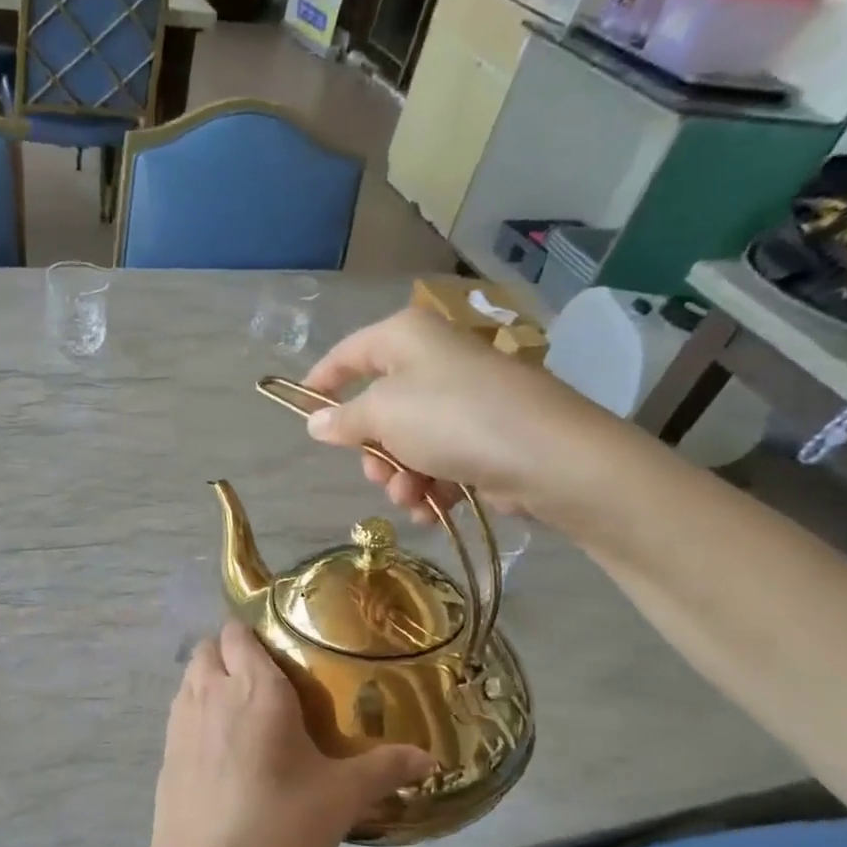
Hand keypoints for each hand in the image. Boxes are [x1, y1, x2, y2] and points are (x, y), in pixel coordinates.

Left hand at [138, 622, 433, 846]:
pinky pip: (181, 710)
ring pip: (191, 677)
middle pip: (211, 647)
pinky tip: (223, 749)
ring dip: (212, 679)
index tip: (286, 652)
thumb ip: (385, 769)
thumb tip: (429, 758)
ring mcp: (180, 721)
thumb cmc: (279, 827)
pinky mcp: (165, 752)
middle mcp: (211, 692)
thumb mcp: (341, 798)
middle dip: (234, 653)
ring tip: (246, 712)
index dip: (257, 635)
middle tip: (269, 683)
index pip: (240, 632)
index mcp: (255, 688)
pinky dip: (198, 712)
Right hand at [300, 306, 633, 527]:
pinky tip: (431, 509)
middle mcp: (435, 361)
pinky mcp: (484, 437)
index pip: (349, 352)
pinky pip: (438, 460)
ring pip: (407, 441)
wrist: (546, 456)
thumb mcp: (383, 414)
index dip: (321, 380)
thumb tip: (315, 422)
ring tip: (411, 497)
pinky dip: (430, 487)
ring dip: (400, 477)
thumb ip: (343, 420)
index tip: (300, 410)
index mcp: (407, 338)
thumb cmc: (453, 419)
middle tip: (376, 473)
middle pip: (379, 406)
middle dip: (372, 450)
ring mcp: (463, 400)